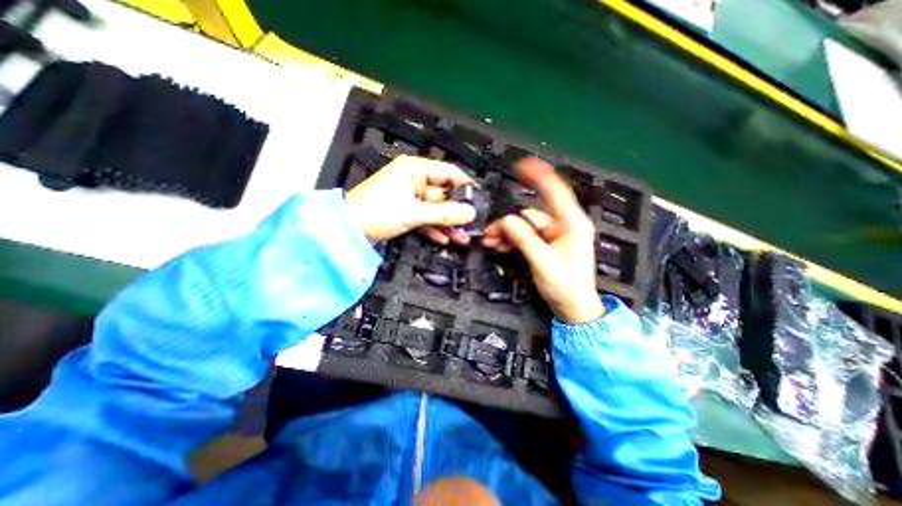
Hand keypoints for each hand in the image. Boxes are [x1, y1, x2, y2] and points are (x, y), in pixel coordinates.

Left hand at [344, 156, 474, 244]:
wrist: (347, 231)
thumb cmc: (375, 212)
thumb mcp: (414, 212)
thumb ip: (444, 213)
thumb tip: (469, 213)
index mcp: (413, 170)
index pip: (447, 172)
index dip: (465, 185)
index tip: (478, 199)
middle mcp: (412, 180)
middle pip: (442, 194)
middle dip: (457, 211)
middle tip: (471, 224)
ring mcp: (408, 197)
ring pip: (434, 208)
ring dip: (448, 223)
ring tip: (462, 237)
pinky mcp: (403, 211)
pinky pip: (424, 218)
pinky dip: (434, 228)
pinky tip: (445, 238)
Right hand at [482, 159, 600, 323]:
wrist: (573, 308)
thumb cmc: (566, 286)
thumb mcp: (543, 262)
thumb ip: (524, 239)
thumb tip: (506, 221)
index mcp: (571, 225)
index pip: (555, 192)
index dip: (540, 176)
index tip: (524, 165)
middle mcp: (562, 226)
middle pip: (530, 215)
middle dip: (508, 222)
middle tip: (490, 231)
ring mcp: (553, 236)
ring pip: (524, 227)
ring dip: (506, 232)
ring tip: (490, 241)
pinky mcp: (545, 246)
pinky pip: (525, 237)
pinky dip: (511, 240)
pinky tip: (498, 245)